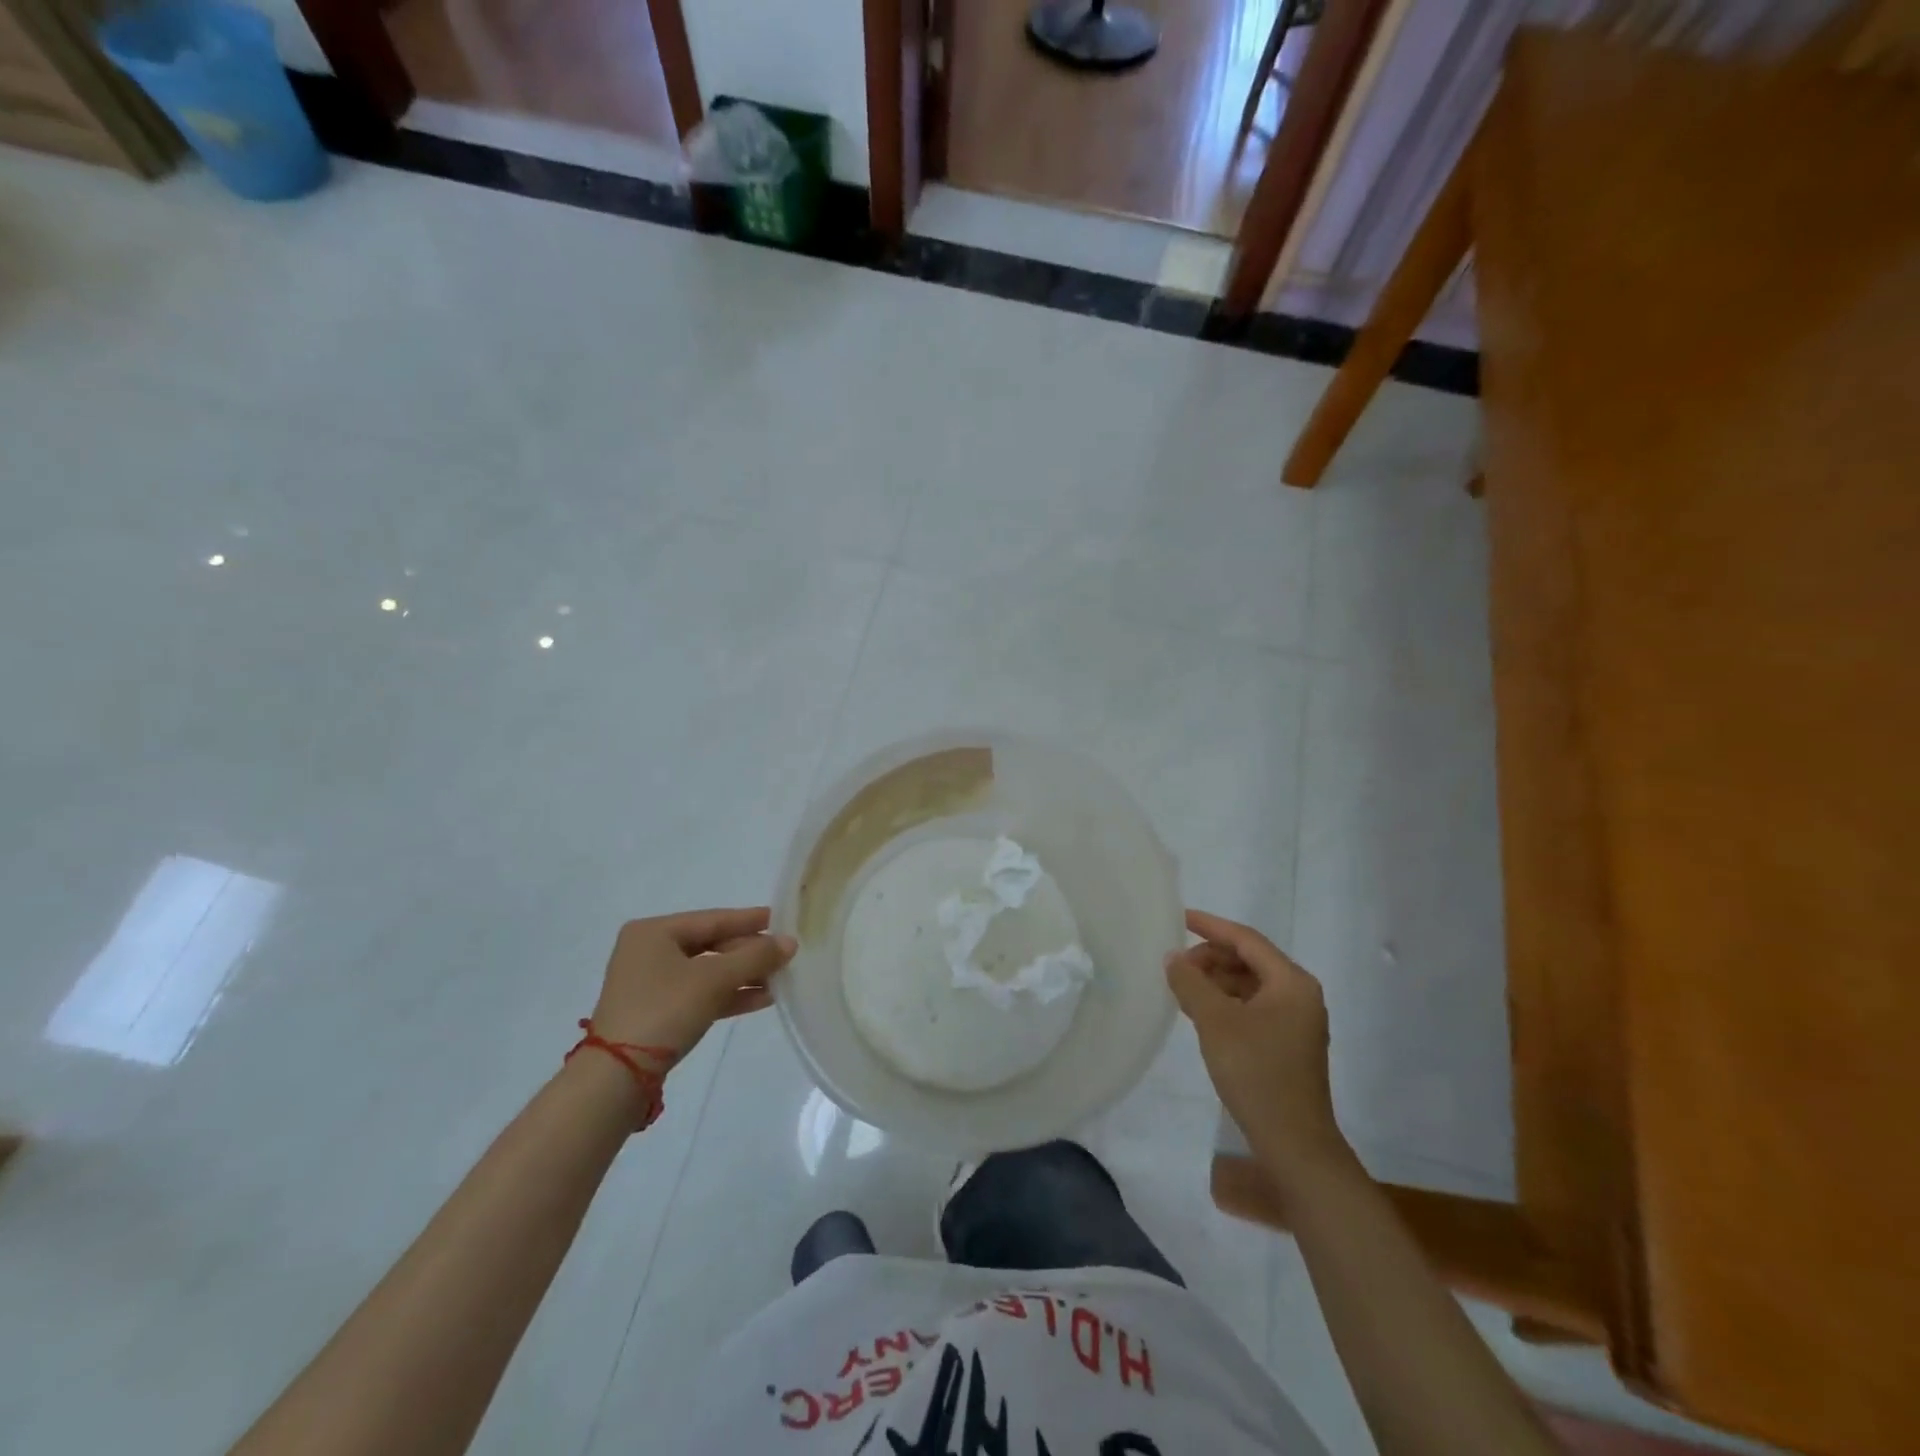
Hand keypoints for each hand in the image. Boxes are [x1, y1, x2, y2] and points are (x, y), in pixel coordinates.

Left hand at [591, 907, 796, 1058]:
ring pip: (707, 972)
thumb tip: (790, 942)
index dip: (748, 920)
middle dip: (748, 953)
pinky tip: (761, 999)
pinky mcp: (656, 1012)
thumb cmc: (665, 1010)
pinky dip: (728, 995)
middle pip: (710, 945)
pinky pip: (700, 994)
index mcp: (653, 932)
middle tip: (783, 955)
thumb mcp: (714, 979)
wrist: (618, 1076)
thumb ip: (755, 957)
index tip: (780, 919)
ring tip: (780, 979)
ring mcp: (650, 984)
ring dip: (743, 976)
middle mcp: (648, 951)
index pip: (711, 919)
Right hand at [1167, 909, 1351, 1184]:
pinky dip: (1225, 1003)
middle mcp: (1299, 995)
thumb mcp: (1215, 1021)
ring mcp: (1296, 1022)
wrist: (1294, 1143)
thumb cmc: (1257, 1072)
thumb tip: (1173, 958)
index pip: (1246, 940)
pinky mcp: (1287, 1044)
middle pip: (1249, 961)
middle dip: (1210, 958)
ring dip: (1215, 981)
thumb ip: (1191, 982)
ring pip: (1249, 985)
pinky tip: (1200, 1013)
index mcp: (1291, 982)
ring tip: (1181, 988)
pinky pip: (1252, 1007)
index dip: (1211, 926)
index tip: (1179, 918)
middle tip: (1175, 965)